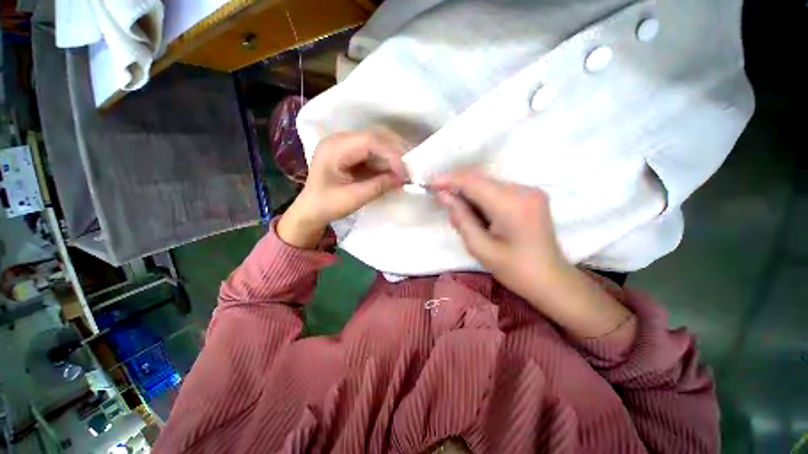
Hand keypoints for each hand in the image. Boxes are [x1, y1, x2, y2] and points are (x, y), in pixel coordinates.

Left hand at [278, 130, 408, 248]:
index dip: (391, 153)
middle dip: (395, 151)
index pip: (369, 141)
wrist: (310, 210)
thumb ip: (379, 186)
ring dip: (392, 155)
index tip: (404, 171)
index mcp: (335, 148)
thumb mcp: (353, 198)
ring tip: (404, 169)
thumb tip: (403, 178)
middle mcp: (340, 140)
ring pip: (376, 142)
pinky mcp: (350, 152)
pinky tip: (393, 170)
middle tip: (409, 168)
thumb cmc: (327, 205)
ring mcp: (345, 145)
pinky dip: (385, 160)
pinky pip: (373, 151)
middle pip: (374, 137)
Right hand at [432, 169, 633, 337]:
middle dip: (458, 188)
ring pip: (488, 184)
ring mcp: (530, 191)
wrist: (551, 279)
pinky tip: (477, 214)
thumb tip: (443, 195)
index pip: (473, 182)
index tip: (430, 184)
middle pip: (480, 180)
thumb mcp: (480, 248)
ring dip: (469, 194)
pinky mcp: (531, 195)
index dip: (449, 180)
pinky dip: (482, 198)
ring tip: (460, 213)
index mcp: (511, 205)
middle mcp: (523, 190)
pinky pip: (498, 190)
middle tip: (442, 201)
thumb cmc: (514, 270)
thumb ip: (461, 218)